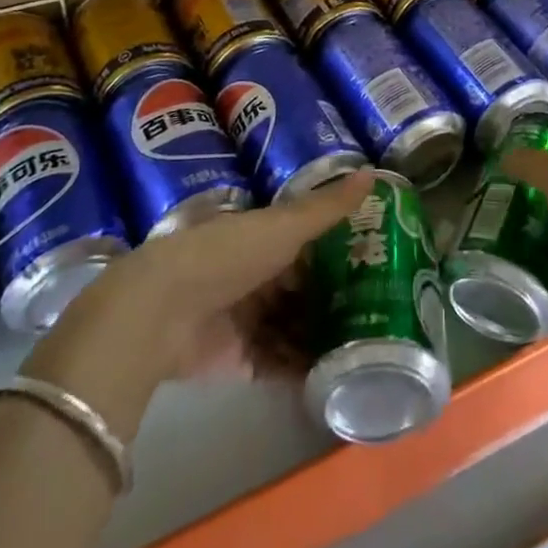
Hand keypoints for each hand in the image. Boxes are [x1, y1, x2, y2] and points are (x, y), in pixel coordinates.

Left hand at [21, 170, 373, 433]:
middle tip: (386, 310)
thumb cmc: (228, 254)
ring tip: (371, 347)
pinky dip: (304, 368)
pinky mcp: (238, 359)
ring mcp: (247, 318)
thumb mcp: (284, 226)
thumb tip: (374, 173)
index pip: (311, 244)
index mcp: (265, 237)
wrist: (162, 310)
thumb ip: (327, 208)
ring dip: (325, 336)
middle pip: (305, 288)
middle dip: (338, 298)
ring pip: (295, 327)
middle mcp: (257, 275)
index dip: (343, 251)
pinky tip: (339, 374)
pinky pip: (279, 363)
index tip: (381, 260)